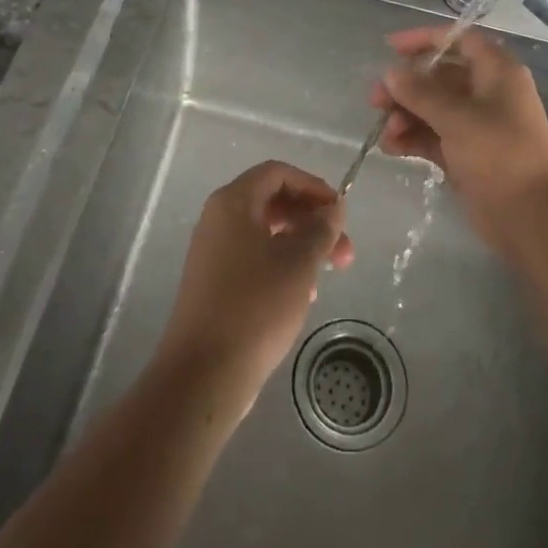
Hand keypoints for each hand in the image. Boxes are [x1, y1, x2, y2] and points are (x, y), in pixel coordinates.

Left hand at [154, 162, 354, 418]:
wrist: (203, 374)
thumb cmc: (255, 306)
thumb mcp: (299, 262)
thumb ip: (321, 228)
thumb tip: (333, 207)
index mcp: (233, 203)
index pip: (278, 173)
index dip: (313, 186)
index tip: (340, 213)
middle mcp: (218, 220)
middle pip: (273, 202)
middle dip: (312, 221)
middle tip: (344, 252)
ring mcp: (213, 252)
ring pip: (266, 232)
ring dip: (301, 245)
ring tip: (327, 275)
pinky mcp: (214, 283)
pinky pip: (254, 258)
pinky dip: (282, 265)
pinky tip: (301, 295)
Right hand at [369, 26, 547, 255]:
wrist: (532, 218)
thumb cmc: (500, 155)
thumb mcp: (457, 118)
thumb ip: (420, 92)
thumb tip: (391, 72)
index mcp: (497, 72)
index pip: (459, 40)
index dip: (425, 39)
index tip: (391, 48)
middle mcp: (488, 92)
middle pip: (440, 76)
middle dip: (407, 86)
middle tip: (376, 100)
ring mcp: (477, 125)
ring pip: (433, 108)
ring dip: (406, 115)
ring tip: (386, 132)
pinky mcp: (467, 154)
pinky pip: (434, 135)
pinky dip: (414, 138)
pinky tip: (392, 148)